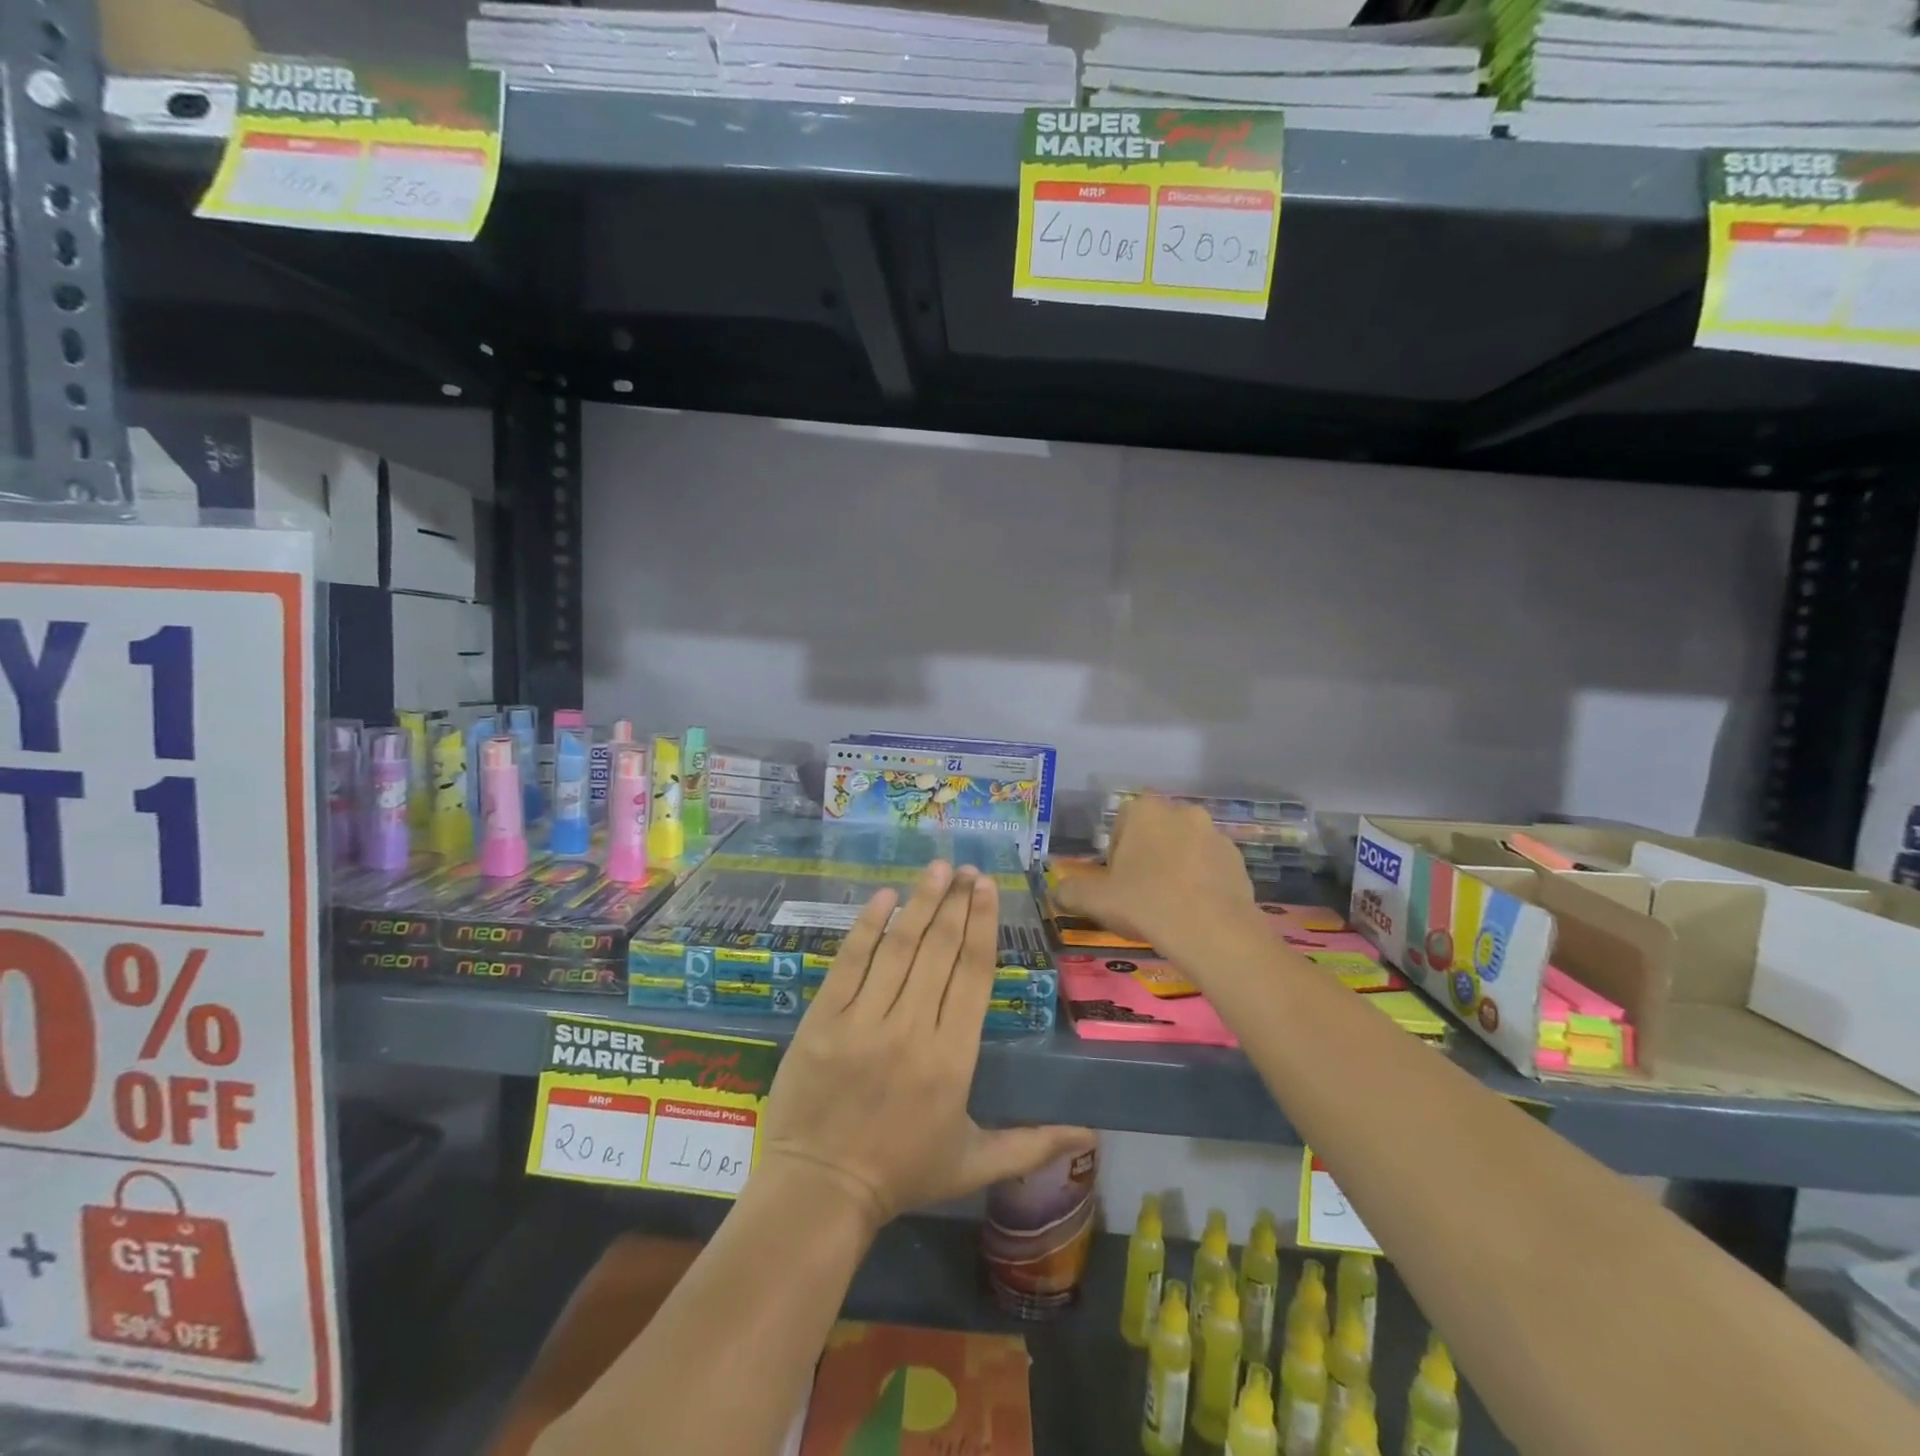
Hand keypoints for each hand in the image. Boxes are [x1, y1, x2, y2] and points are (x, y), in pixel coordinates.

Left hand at [759, 861, 1094, 1231]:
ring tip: (937, 868)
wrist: (819, 1192)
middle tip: (967, 869)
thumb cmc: (901, 1175)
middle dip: (956, 903)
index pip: (973, 975)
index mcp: (953, 1059)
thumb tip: (1090, 1135)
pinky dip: (868, 927)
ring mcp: (864, 1021)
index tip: (988, 888)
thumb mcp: (973, 1163)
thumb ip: (1032, 1144)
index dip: (982, 926)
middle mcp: (913, 1029)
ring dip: (920, 902)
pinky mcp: (824, 1019)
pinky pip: (850, 962)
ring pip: (900, 948)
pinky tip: (884, 896)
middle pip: (940, 951)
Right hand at [1052, 795, 1258, 961]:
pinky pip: (1210, 866)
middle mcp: (1182, 811)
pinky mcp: (1238, 860)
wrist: (1212, 932)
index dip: (1116, 851)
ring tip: (1170, 906)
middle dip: (1148, 855)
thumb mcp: (1095, 900)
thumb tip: (1057, 891)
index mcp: (1145, 810)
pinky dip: (1201, 882)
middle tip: (1140, 892)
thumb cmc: (1145, 903)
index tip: (1116, 880)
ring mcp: (1215, 834)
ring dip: (1176, 867)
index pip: (1122, 821)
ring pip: (1185, 848)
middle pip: (1156, 831)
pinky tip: (1194, 911)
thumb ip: (1070, 891)